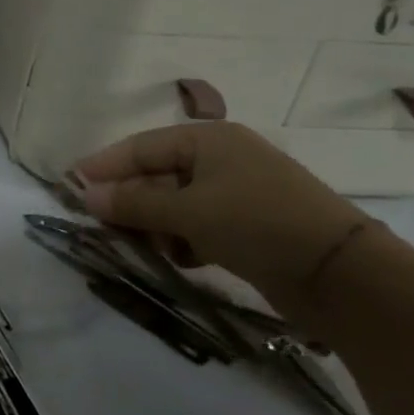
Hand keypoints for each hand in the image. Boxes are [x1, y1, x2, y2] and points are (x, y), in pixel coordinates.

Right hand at [72, 122, 363, 305]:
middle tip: (101, 226)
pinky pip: (199, 224)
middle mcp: (221, 158)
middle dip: (130, 201)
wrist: (343, 275)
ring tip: (143, 247)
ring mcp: (238, 191)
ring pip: (176, 203)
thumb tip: (84, 195)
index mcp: (208, 139)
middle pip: (157, 175)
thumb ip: (133, 204)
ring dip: (156, 224)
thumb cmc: (257, 224)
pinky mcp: (250, 224)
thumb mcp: (188, 212)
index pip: (140, 147)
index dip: (104, 166)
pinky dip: (184, 239)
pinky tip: (181, 258)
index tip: (70, 185)